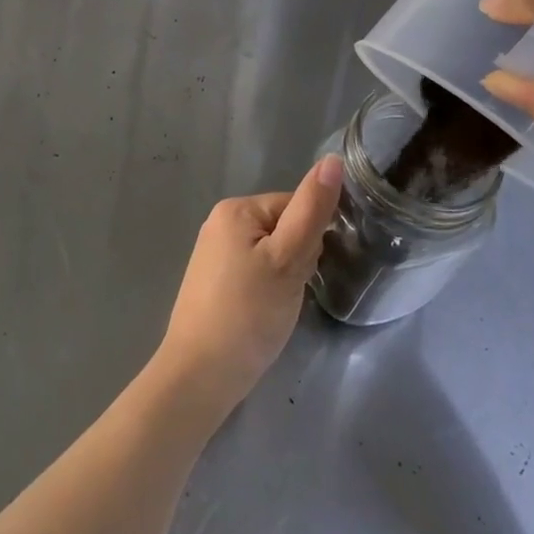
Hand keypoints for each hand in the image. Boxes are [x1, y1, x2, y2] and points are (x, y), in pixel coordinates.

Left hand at [154, 157, 343, 417]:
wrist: (201, 373)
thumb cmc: (249, 312)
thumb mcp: (289, 259)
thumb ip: (312, 209)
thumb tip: (332, 160)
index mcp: (236, 208)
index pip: (295, 206)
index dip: (311, 240)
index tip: (306, 271)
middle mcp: (220, 222)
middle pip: (283, 228)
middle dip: (298, 259)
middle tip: (290, 293)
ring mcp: (213, 253)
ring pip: (272, 254)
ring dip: (285, 277)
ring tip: (276, 307)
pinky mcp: (213, 282)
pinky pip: (254, 272)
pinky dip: (266, 290)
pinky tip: (263, 314)